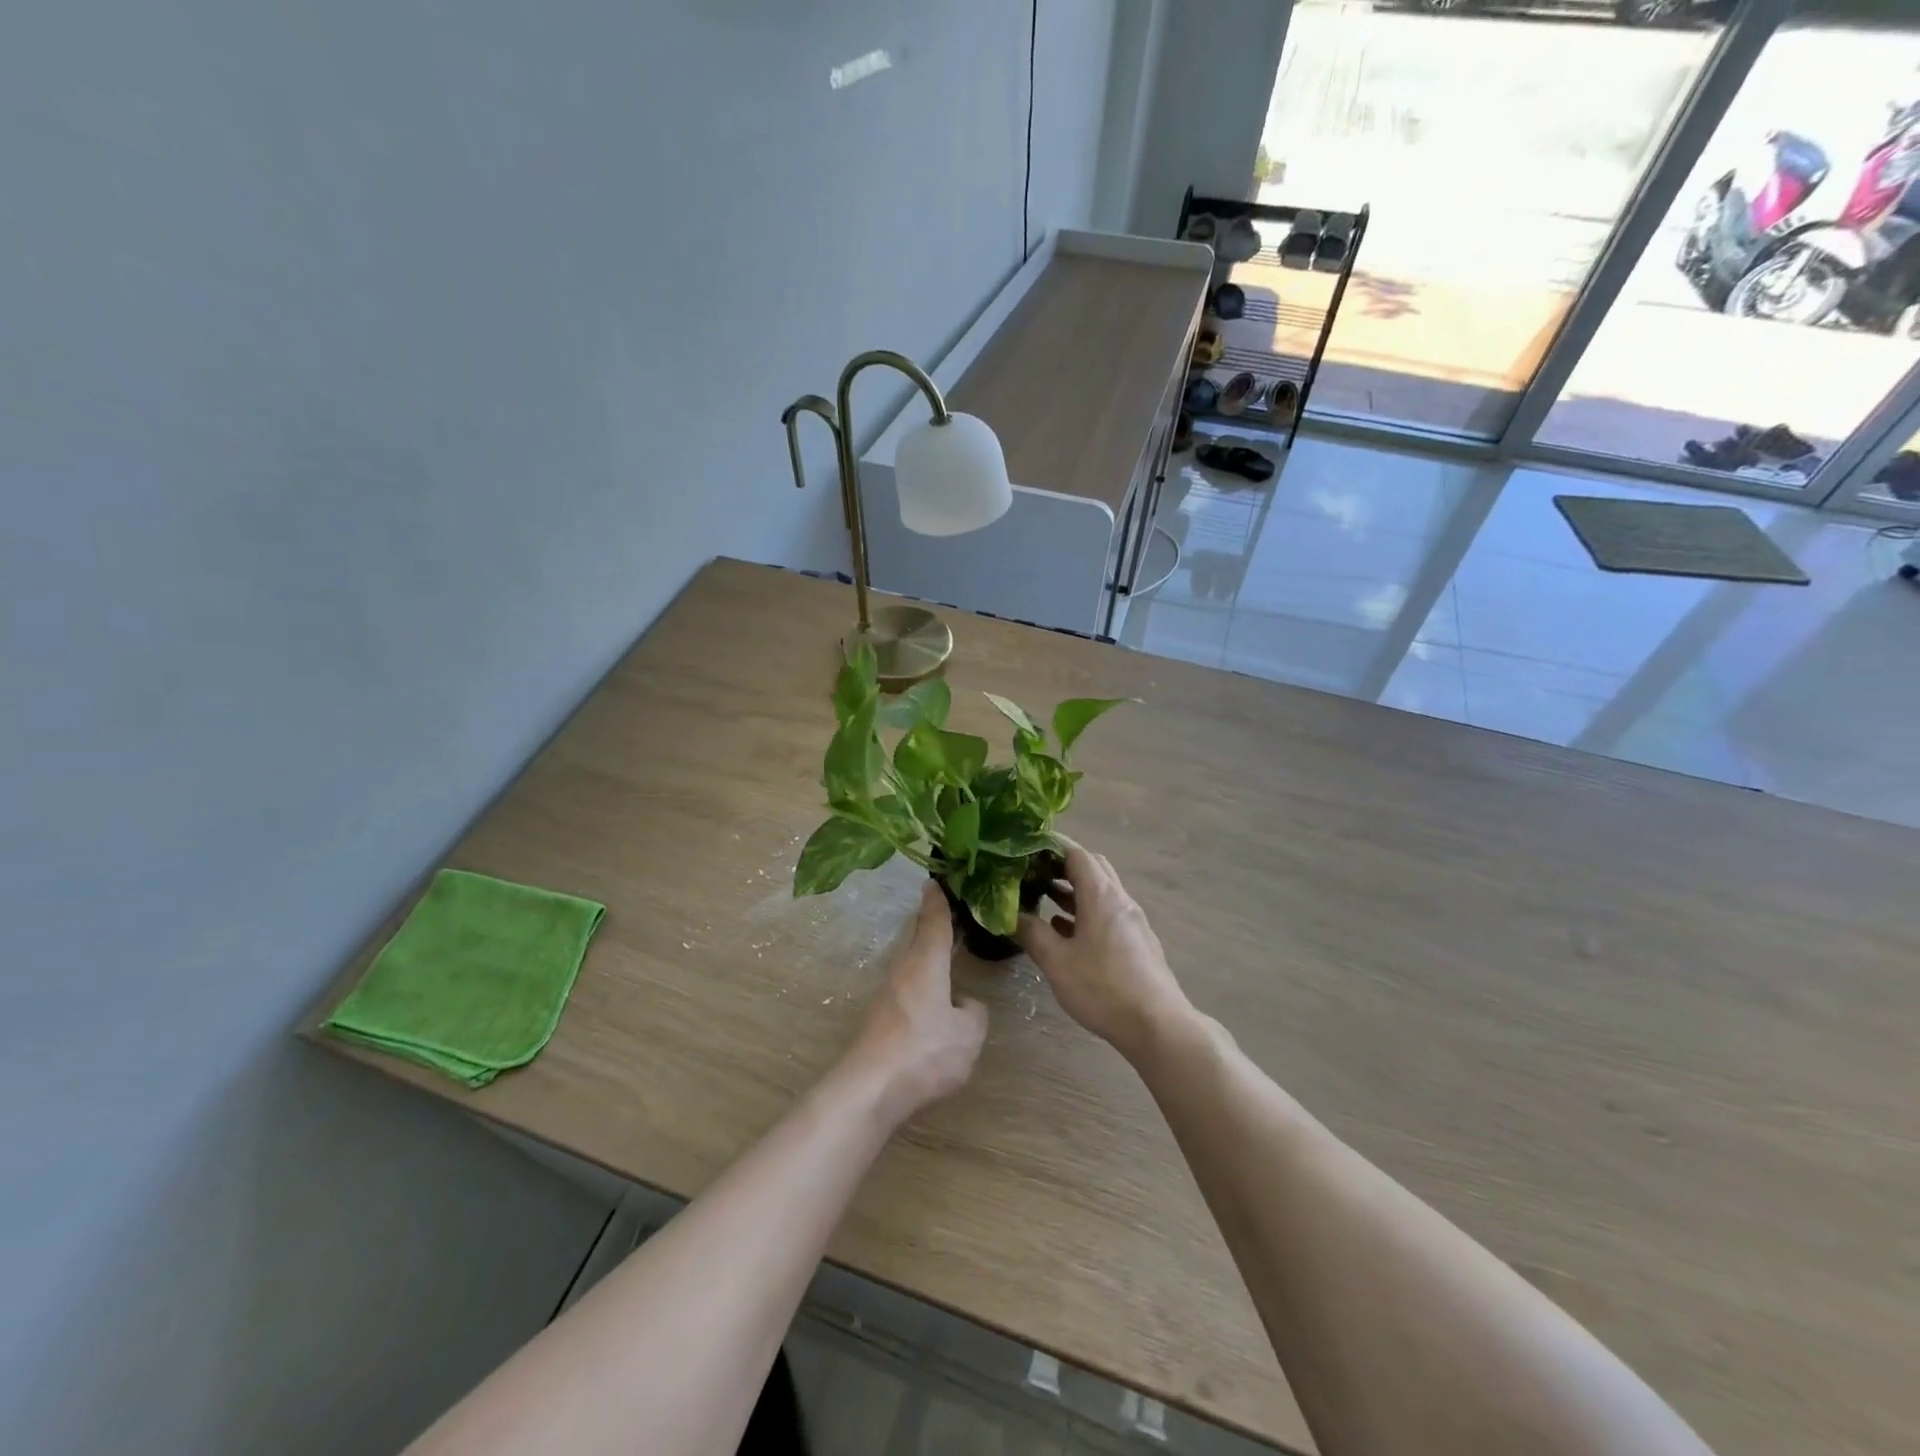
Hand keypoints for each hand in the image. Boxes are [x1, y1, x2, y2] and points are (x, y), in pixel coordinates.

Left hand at [842, 882, 988, 1125]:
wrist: (870, 1089)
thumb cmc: (925, 1052)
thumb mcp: (968, 1035)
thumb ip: (973, 1013)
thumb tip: (963, 1004)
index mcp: (926, 962)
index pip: (934, 921)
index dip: (938, 900)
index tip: (936, 881)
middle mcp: (903, 969)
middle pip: (915, 934)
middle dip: (928, 919)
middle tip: (947, 910)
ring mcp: (887, 993)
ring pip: (908, 959)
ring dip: (923, 949)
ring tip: (943, 950)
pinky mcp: (879, 1016)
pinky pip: (904, 983)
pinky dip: (919, 975)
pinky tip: (931, 994)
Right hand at [1017, 843, 1192, 1063]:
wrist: (1158, 1025)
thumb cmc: (1103, 988)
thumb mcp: (1057, 962)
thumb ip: (1032, 933)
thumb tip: (1010, 914)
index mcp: (1101, 895)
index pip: (1076, 853)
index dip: (1050, 848)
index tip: (1025, 851)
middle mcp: (1120, 900)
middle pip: (1092, 868)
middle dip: (1062, 866)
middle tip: (1033, 873)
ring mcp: (1132, 921)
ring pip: (1100, 892)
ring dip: (1073, 891)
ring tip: (1043, 899)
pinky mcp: (1137, 942)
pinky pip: (1107, 914)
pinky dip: (1085, 912)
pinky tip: (1065, 932)